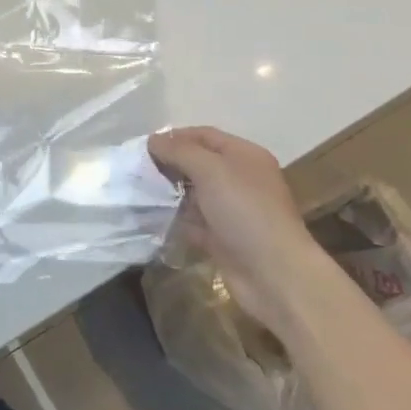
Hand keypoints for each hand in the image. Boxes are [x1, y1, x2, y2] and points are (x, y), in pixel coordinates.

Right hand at [147, 127, 332, 336]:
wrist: (273, 274)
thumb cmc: (244, 211)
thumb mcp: (210, 170)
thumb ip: (179, 151)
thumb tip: (153, 140)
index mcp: (244, 156)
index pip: (204, 135)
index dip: (174, 137)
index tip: (144, 146)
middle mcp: (239, 179)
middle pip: (197, 163)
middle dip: (169, 164)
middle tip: (137, 169)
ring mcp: (231, 209)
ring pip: (192, 192)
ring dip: (168, 192)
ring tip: (138, 191)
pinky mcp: (221, 237)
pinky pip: (192, 220)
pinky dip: (174, 218)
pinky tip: (150, 217)